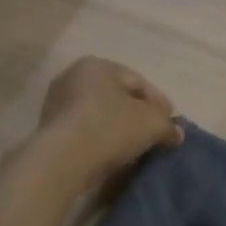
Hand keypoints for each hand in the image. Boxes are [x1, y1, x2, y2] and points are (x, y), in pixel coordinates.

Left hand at [36, 56, 182, 187]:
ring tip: (136, 149)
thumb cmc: (110, 127)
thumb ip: (167, 125)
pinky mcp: (49, 130)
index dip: (160, 102)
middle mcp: (73, 77)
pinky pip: (85, 131)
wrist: (62, 159)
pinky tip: (113, 156)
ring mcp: (57, 103)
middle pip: (117, 97)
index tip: (172, 122)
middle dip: (138, 115)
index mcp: (97, 65)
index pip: (137, 81)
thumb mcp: (152, 123)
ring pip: (99, 115)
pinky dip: (101, 140)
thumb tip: (175, 133)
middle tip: (155, 135)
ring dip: (118, 129)